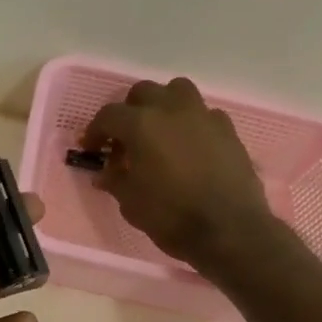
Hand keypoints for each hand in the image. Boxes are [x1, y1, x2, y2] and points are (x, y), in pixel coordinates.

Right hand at [82, 78, 272, 269]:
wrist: (229, 230)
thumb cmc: (171, 216)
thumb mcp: (131, 203)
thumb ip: (115, 180)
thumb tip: (105, 172)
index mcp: (141, 124)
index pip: (109, 115)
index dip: (95, 131)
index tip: (92, 148)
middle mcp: (171, 109)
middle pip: (143, 92)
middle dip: (129, 111)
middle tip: (125, 138)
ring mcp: (203, 116)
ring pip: (177, 91)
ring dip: (163, 105)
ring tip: (160, 131)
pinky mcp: (228, 129)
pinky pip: (203, 114)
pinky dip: (191, 123)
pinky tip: (190, 146)